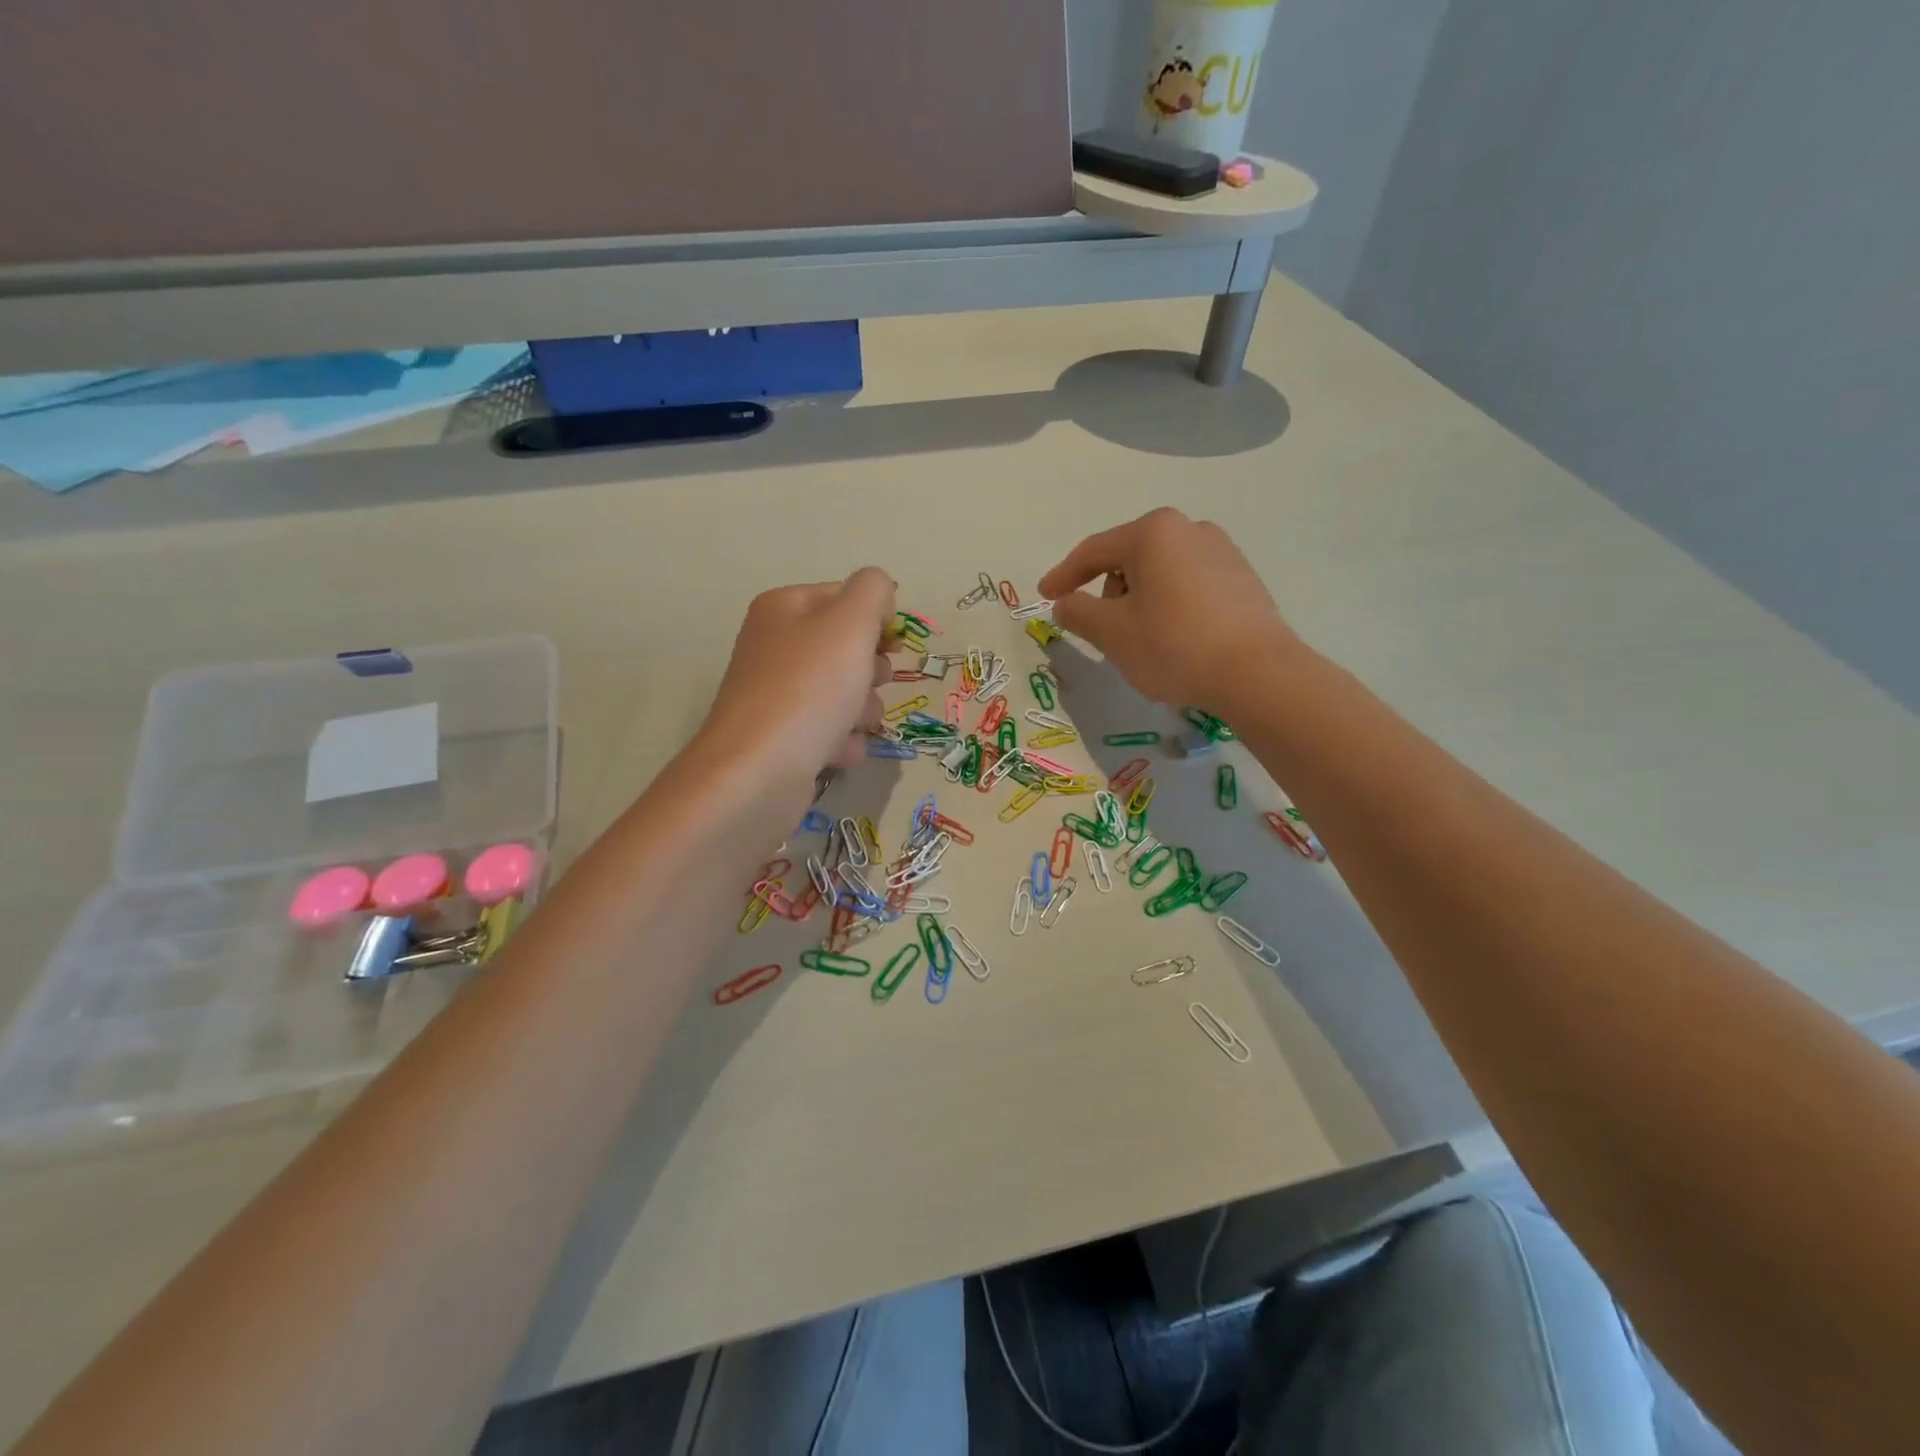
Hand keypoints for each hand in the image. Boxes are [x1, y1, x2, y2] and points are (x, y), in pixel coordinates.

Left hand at [702, 569, 896, 785]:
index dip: (877, 621)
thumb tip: (880, 595)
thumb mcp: (850, 622)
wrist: (758, 772)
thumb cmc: (809, 689)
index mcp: (785, 607)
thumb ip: (874, 590)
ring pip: (845, 692)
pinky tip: (834, 752)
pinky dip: (841, 741)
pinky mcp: (782, 737)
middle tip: (868, 684)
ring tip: (850, 725)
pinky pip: (830, 730)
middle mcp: (775, 645)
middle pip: (848, 648)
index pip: (847, 597)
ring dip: (862, 711)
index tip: (892, 647)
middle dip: (871, 671)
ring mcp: (776, 694)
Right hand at [1038, 508, 1299, 709]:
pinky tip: (1174, 639)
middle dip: (1108, 592)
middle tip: (1102, 630)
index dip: (1063, 575)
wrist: (1257, 673)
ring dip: (1139, 600)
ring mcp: (1221, 551)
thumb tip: (1065, 604)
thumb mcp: (1112, 633)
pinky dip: (1169, 605)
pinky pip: (1188, 585)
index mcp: (1153, 533)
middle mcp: (1189, 529)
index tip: (1045, 596)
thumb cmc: (1174, 645)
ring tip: (1141, 640)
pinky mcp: (1242, 578)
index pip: (1093, 551)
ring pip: (1160, 572)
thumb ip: (1079, 613)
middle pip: (1129, 558)